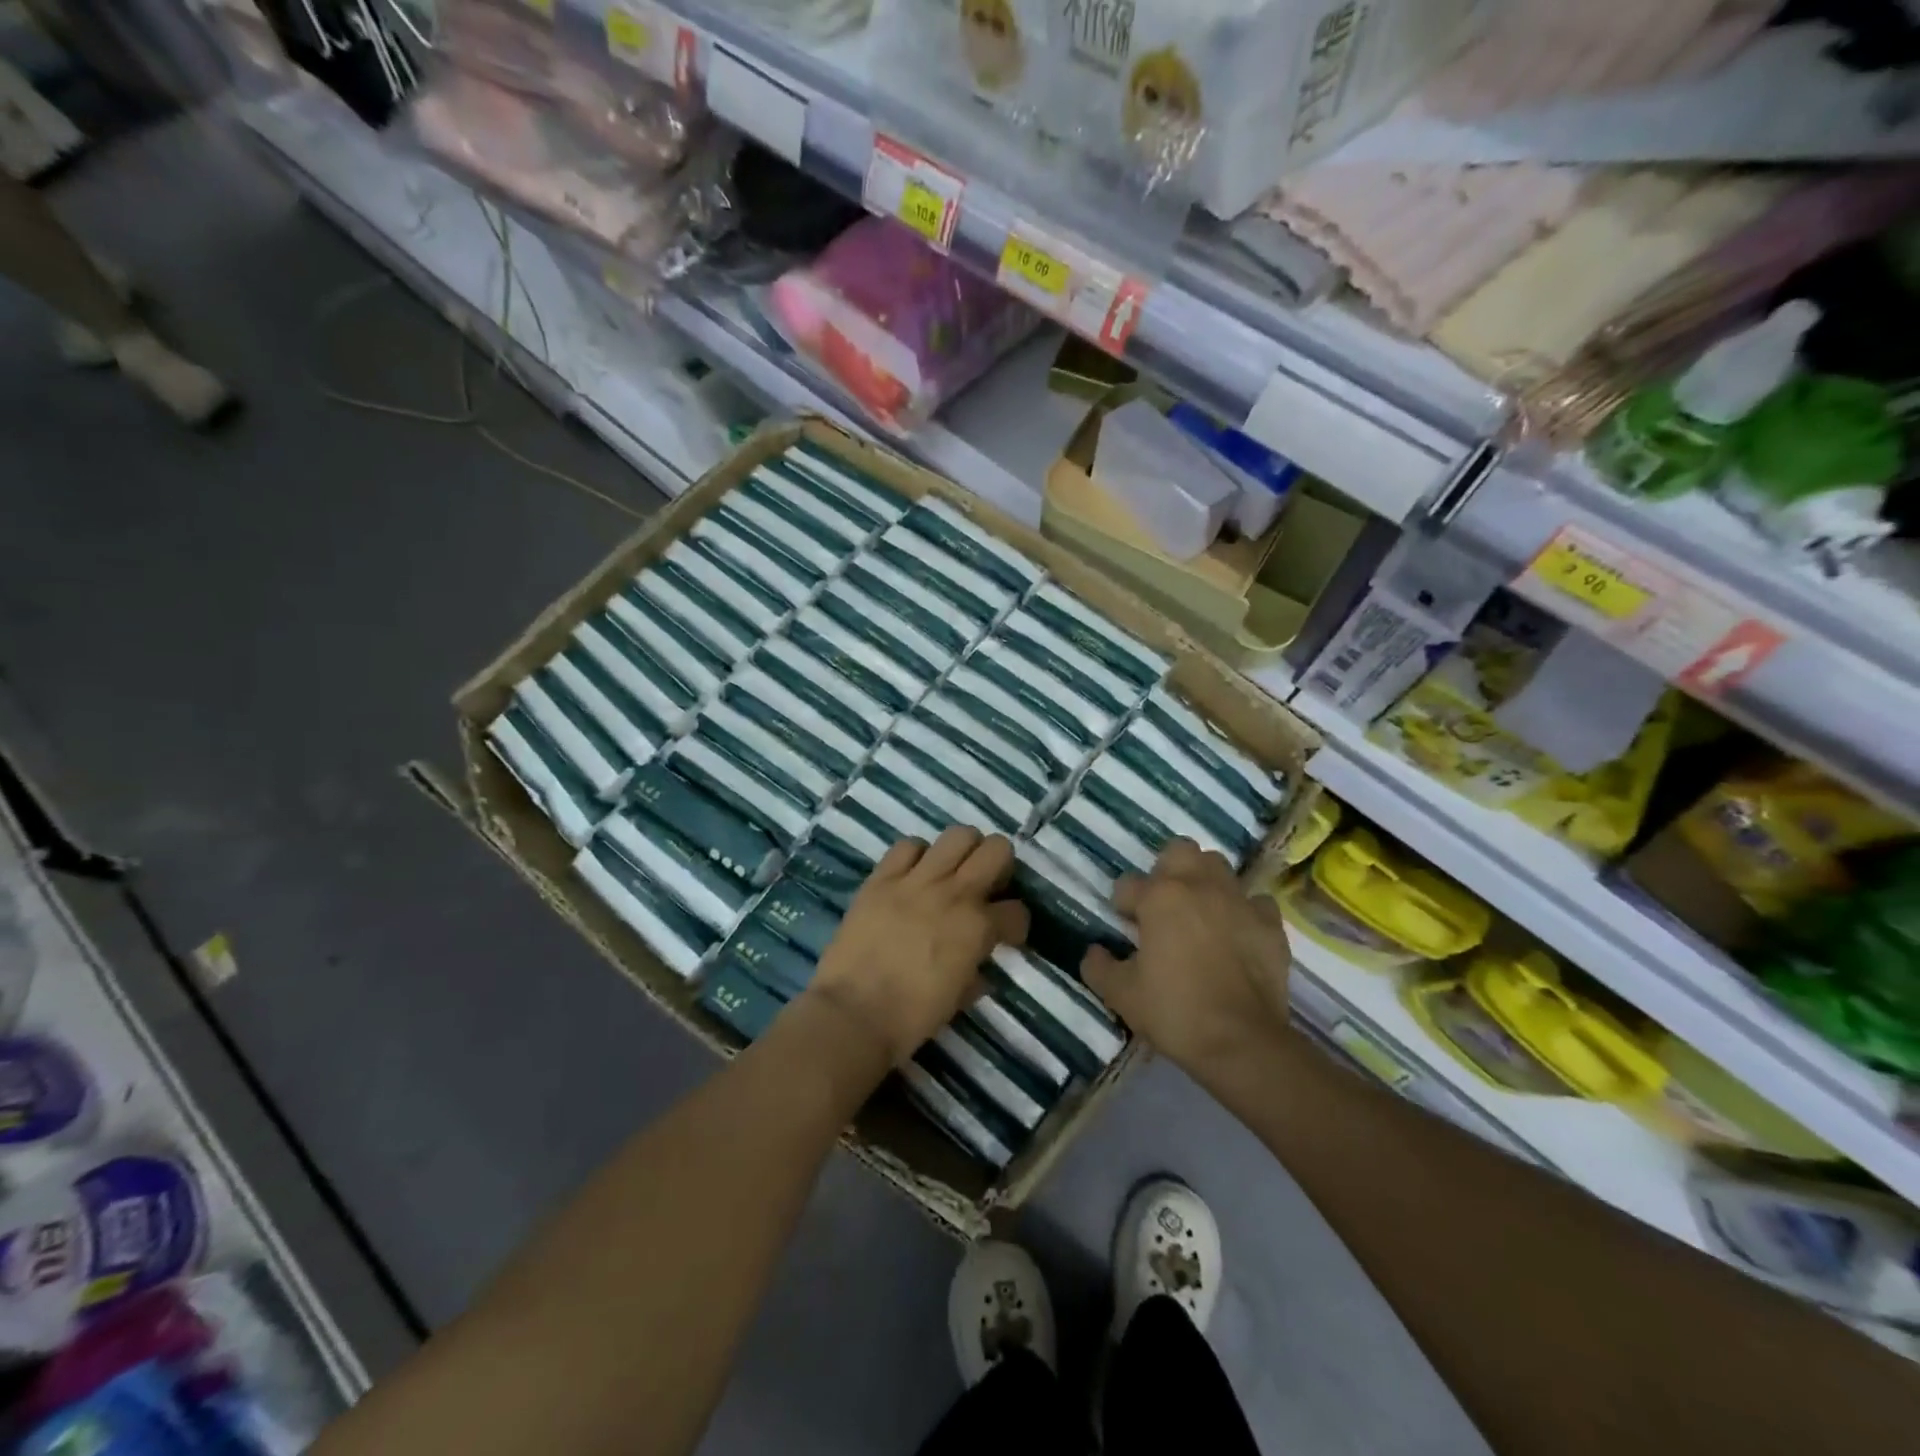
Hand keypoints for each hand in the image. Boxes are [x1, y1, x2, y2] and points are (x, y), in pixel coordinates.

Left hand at [806, 828, 1029, 1066]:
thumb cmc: (911, 1016)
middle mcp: (955, 893)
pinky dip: (916, 856)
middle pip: (997, 849)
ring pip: (957, 835)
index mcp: (978, 927)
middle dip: (999, 866)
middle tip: (985, 887)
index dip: (1015, 924)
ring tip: (951, 873)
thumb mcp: (958, 998)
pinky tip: (913, 875)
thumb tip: (978, 966)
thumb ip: (975, 972)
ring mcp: (917, 881)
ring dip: (962, 852)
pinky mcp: (882, 878)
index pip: (1017, 911)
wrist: (854, 1014)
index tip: (1006, 934)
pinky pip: (907, 846)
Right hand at [1082, 839, 1290, 1069]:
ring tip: (1199, 913)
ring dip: (1205, 882)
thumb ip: (1099, 967)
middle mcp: (1199, 886)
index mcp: (1159, 897)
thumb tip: (1093, 952)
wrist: (1242, 1042)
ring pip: (1219, 867)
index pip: (1128, 884)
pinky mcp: (1270, 923)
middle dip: (1167, 870)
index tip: (1125, 926)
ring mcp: (1239, 901)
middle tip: (1163, 904)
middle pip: (1180, 850)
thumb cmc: (1174, 1011)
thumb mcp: (1121, 994)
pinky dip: (1243, 911)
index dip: (1122, 905)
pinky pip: (1255, 902)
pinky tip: (1237, 933)